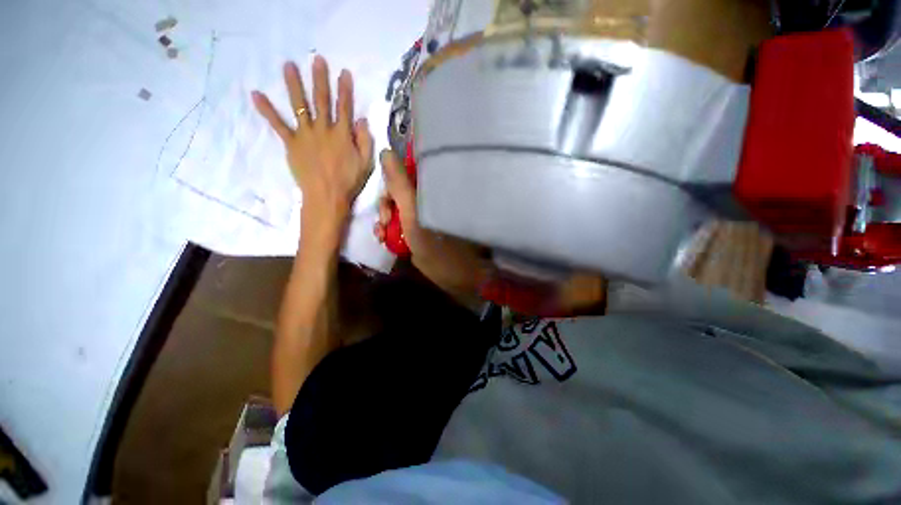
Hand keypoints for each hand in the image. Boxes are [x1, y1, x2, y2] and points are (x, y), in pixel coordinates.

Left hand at [252, 56, 373, 244]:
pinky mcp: (291, 144)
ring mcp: (305, 135)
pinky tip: (256, 94)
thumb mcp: (366, 163)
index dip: (345, 90)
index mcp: (343, 135)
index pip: (345, 107)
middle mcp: (323, 129)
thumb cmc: (349, 182)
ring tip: (288, 65)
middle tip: (316, 59)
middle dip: (320, 79)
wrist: (327, 196)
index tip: (344, 72)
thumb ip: (365, 140)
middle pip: (322, 101)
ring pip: (299, 106)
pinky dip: (267, 110)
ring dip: (294, 85)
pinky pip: (278, 125)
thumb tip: (361, 119)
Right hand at [375, 150, 491, 309]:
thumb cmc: (438, 246)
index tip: (387, 197)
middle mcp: (429, 197)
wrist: (456, 277)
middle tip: (385, 220)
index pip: (407, 170)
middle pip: (400, 189)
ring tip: (382, 234)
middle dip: (387, 204)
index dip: (392, 180)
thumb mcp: (414, 215)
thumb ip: (400, 185)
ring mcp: (425, 213)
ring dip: (385, 219)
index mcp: (432, 189)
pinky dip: (389, 229)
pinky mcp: (420, 228)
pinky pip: (399, 221)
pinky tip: (384, 238)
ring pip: (397, 207)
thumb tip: (386, 151)